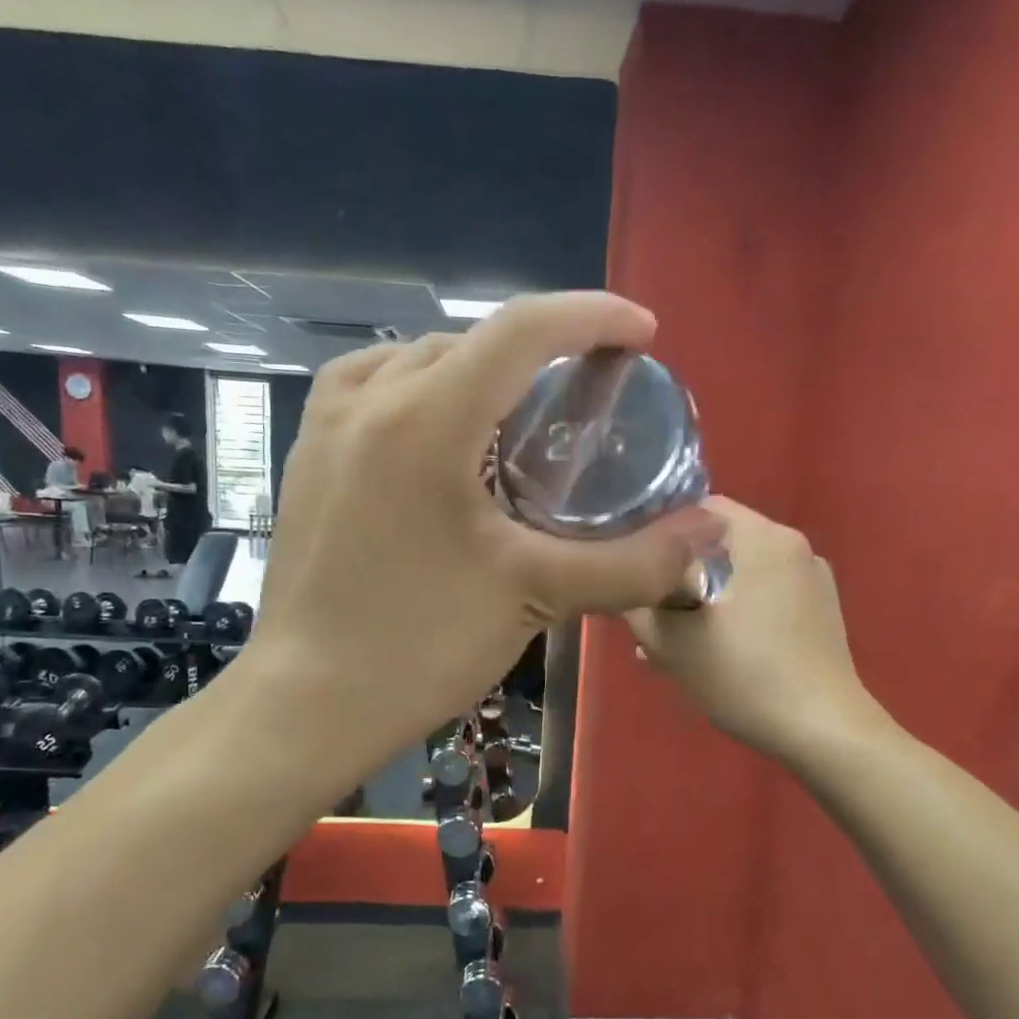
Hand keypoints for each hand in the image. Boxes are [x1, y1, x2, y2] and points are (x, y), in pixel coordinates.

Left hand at [247, 292, 725, 769]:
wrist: (307, 702)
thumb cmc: (420, 645)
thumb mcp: (536, 595)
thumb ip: (634, 561)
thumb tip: (712, 530)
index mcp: (425, 417)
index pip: (522, 328)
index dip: (592, 316)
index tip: (642, 334)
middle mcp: (369, 399)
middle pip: (472, 340)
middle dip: (542, 349)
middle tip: (589, 391)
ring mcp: (326, 425)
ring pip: (418, 359)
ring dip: (480, 368)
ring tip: (519, 410)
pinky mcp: (306, 455)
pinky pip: (371, 387)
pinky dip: (420, 388)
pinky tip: (439, 431)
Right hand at [624, 498, 886, 763]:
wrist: (823, 729)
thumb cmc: (743, 676)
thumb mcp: (670, 643)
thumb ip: (636, 604)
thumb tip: (622, 585)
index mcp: (758, 536)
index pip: (696, 506)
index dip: (658, 532)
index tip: (637, 568)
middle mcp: (790, 542)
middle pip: (719, 538)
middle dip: (682, 569)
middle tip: (655, 611)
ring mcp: (812, 573)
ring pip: (742, 567)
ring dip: (709, 590)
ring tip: (682, 637)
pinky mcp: (823, 604)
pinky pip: (768, 588)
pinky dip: (741, 604)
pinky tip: (723, 646)